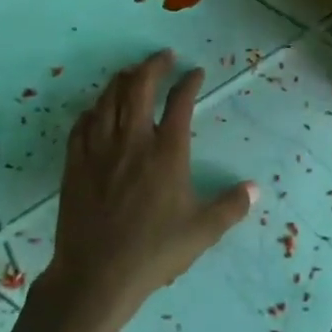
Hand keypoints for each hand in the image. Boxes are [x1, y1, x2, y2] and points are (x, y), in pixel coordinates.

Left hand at [42, 51, 255, 331]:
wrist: (96, 274)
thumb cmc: (154, 251)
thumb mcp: (202, 231)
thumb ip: (231, 207)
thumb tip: (254, 190)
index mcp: (167, 152)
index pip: (180, 102)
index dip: (189, 82)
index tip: (196, 72)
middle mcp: (133, 141)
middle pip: (139, 88)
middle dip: (152, 66)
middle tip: (163, 57)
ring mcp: (100, 150)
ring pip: (108, 100)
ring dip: (122, 80)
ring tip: (132, 73)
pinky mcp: (76, 164)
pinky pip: (83, 124)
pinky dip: (94, 109)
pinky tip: (97, 109)